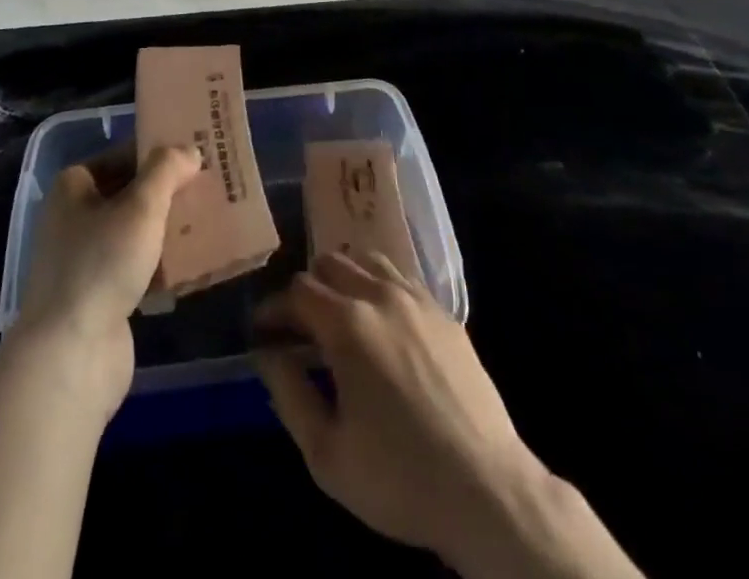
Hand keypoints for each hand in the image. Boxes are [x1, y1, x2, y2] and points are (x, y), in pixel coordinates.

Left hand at [14, 144, 201, 412]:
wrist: (71, 356)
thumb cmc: (101, 264)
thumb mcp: (141, 206)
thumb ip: (167, 170)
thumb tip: (189, 150)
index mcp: (73, 188)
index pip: (122, 156)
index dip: (157, 152)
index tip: (195, 154)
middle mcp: (74, 219)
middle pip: (130, 194)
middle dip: (168, 192)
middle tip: (211, 186)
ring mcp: (85, 261)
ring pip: (136, 233)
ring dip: (169, 229)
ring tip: (212, 221)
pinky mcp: (100, 297)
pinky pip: (138, 268)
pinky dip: (163, 265)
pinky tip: (195, 264)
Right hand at [255, 251, 641, 578]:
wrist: (486, 489)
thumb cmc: (398, 477)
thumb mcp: (326, 452)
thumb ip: (288, 393)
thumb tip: (268, 352)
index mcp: (347, 324)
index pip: (297, 291)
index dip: (273, 308)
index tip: (262, 331)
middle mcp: (381, 295)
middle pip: (331, 262)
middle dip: (307, 289)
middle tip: (300, 328)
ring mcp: (417, 299)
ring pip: (368, 260)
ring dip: (345, 279)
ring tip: (340, 317)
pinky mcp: (445, 312)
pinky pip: (402, 278)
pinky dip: (379, 286)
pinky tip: (381, 324)